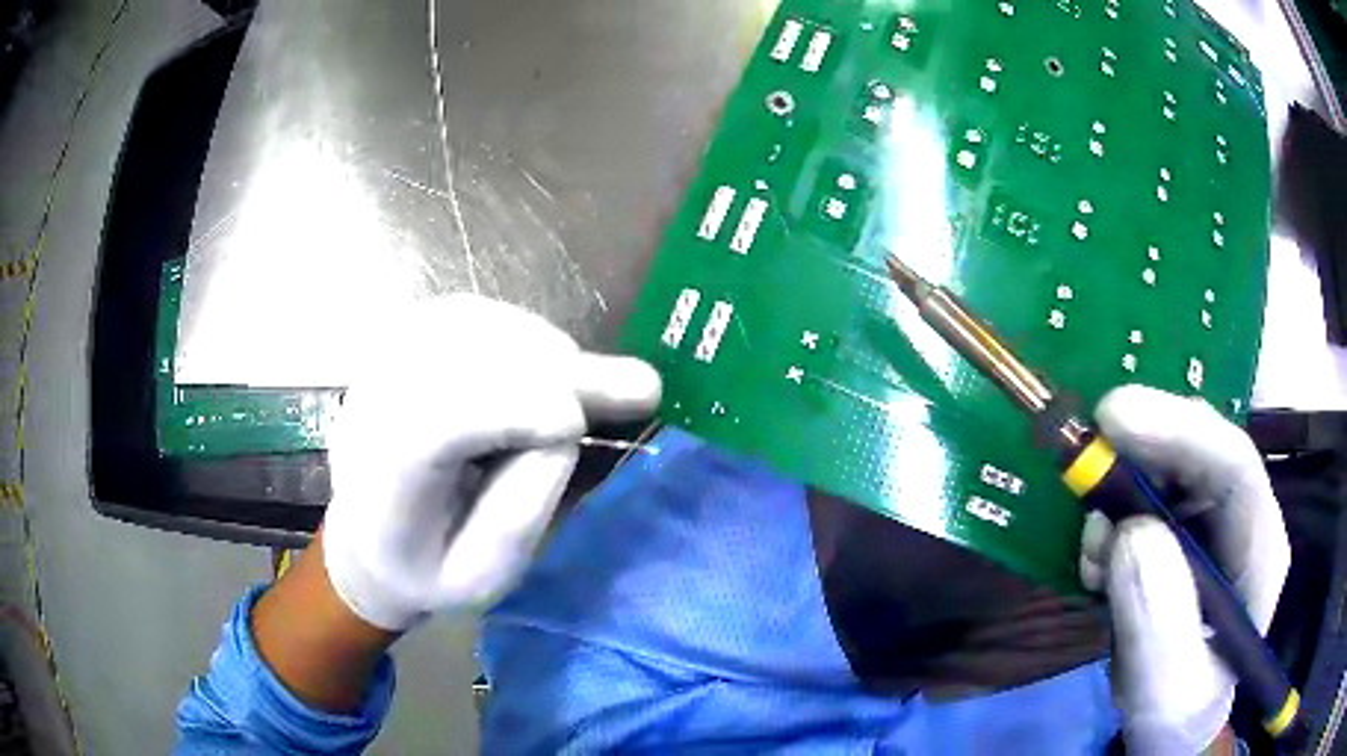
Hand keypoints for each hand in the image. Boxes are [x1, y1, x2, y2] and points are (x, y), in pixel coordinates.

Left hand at [322, 294, 660, 630]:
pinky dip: (519, 330)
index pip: (440, 421)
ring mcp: (384, 362)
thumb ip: (522, 506)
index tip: (579, 425)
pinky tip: (548, 360)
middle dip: (551, 371)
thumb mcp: (482, 574)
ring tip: (587, 380)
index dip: (513, 409)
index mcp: (384, 480)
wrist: (365, 539)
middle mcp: (374, 402)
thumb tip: (568, 423)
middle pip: (463, 357)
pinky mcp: (400, 343)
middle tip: (629, 390)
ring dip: (541, 347)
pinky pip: (468, 316)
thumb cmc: (426, 570)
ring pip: (472, 325)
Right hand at [1079, 385, 1289, 754]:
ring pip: (1168, 470)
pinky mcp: (1180, 535)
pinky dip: (1112, 517)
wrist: (1170, 727)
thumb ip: (1160, 628)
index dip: (1180, 431)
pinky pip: (1144, 499)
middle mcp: (1241, 520)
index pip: (1235, 466)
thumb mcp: (1168, 695)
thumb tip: (1132, 535)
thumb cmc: (1178, 716)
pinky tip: (1099, 562)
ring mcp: (1211, 524)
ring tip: (1092, 556)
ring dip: (1120, 493)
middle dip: (1141, 454)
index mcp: (1260, 549)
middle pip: (1200, 452)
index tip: (1113, 417)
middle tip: (1084, 475)